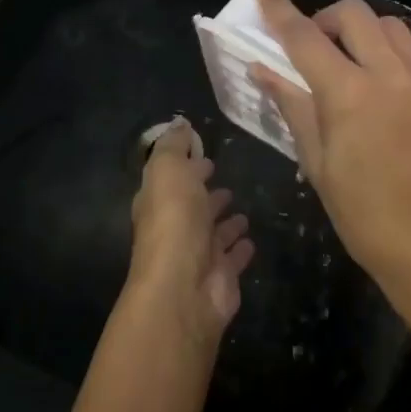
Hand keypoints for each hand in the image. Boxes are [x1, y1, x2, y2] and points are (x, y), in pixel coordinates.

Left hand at [128, 119, 253, 344]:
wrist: (184, 287)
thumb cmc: (174, 222)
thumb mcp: (168, 170)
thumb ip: (174, 146)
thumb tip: (180, 124)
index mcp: (158, 203)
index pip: (172, 180)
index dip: (186, 166)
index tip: (204, 154)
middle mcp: (176, 229)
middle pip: (193, 207)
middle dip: (206, 193)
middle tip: (225, 180)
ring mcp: (200, 255)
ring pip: (214, 233)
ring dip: (226, 222)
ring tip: (243, 210)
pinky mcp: (222, 276)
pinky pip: (233, 257)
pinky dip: (241, 248)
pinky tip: (251, 239)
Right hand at [250, 0, 410, 320]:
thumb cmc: (364, 215)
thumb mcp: (317, 163)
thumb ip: (293, 106)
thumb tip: (262, 70)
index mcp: (349, 94)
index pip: (304, 37)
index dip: (279, 13)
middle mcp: (391, 73)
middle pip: (353, 14)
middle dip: (326, 20)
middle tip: (317, 46)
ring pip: (392, 26)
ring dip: (366, 34)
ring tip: (358, 62)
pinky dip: (406, 51)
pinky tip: (398, 77)